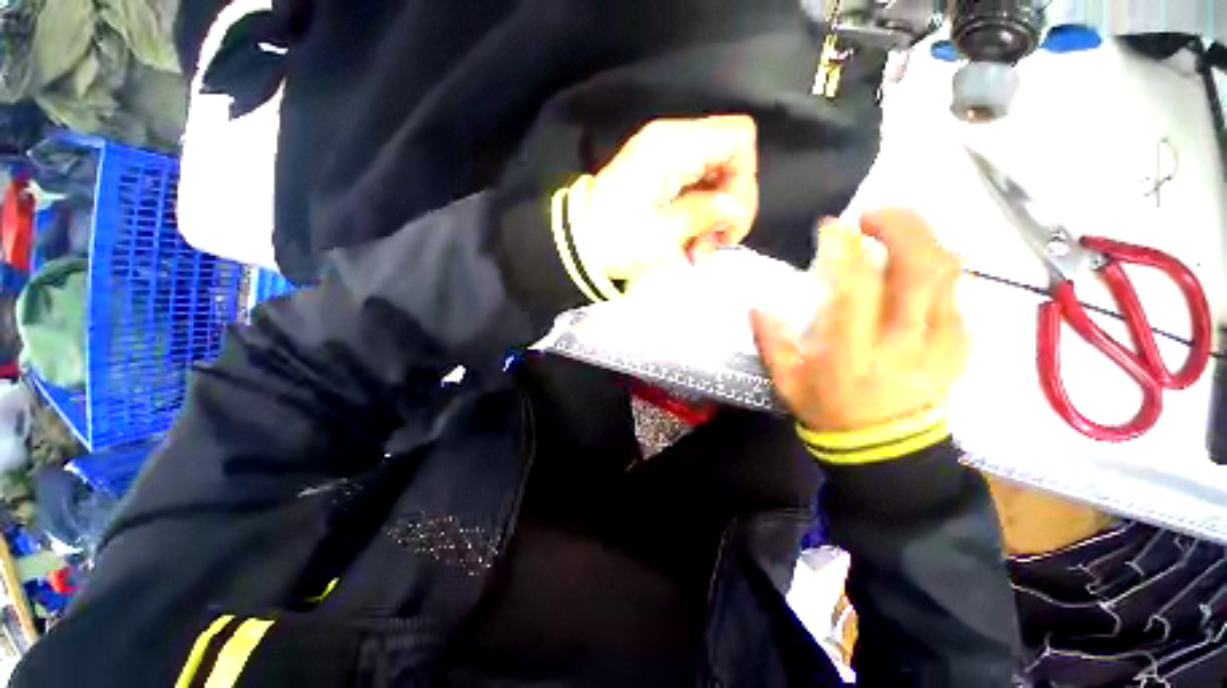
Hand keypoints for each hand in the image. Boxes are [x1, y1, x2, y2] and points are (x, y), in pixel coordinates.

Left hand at [568, 115, 758, 281]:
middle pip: (730, 158)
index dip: (744, 178)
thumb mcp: (664, 233)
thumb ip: (706, 213)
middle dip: (729, 205)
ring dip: (714, 216)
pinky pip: (696, 188)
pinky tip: (689, 242)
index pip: (738, 138)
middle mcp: (672, 142)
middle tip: (712, 244)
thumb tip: (736, 207)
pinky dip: (699, 215)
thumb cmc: (616, 240)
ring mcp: (666, 158)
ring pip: (715, 177)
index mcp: (673, 146)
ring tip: (697, 251)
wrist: (577, 244)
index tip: (728, 218)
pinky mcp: (660, 176)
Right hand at [751, 209, 967, 431]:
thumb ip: (771, 341)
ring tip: (897, 231)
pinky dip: (938, 271)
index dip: (845, 249)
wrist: (884, 448)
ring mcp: (940, 343)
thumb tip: (756, 306)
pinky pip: (957, 295)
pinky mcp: (959, 347)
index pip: (855, 288)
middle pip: (920, 268)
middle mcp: (902, 341)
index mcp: (853, 351)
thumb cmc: (828, 411)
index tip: (832, 227)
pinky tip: (915, 271)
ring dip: (924, 239)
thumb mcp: (786, 381)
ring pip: (948, 274)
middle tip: (874, 214)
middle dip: (900, 226)